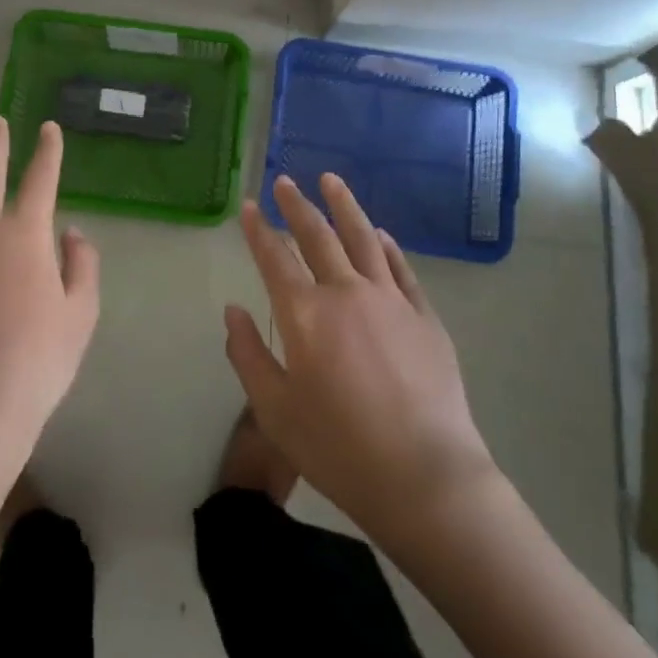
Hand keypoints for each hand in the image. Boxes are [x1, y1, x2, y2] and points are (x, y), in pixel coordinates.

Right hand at [225, 173, 495, 538]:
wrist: (424, 477)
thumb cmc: (339, 448)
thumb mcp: (275, 411)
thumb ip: (248, 355)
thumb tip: (232, 311)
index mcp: (304, 314)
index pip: (274, 258)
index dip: (258, 229)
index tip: (248, 205)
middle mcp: (346, 293)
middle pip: (318, 236)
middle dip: (297, 205)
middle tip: (285, 181)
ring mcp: (390, 300)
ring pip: (363, 238)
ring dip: (344, 206)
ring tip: (331, 180)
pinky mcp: (424, 316)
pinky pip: (401, 268)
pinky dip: (387, 246)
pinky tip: (380, 234)